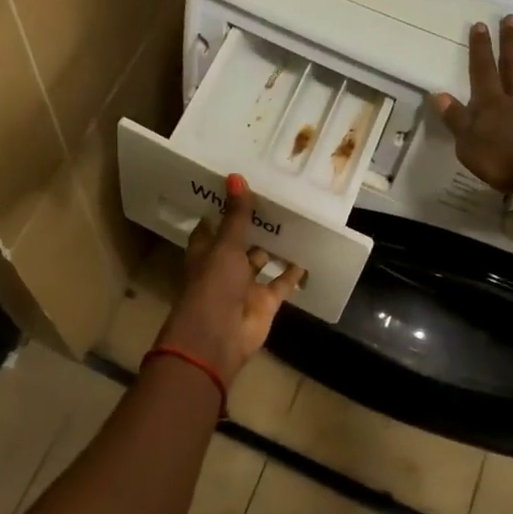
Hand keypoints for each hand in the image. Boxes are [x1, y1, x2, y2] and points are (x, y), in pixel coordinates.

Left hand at [156, 173, 306, 384]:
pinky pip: (281, 283)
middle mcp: (223, 267)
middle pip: (238, 242)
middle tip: (273, 198)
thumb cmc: (213, 285)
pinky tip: (307, 254)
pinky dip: (292, 272)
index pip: (211, 227)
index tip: (237, 188)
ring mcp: (245, 286)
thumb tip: (235, 176)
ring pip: (260, 261)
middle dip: (252, 226)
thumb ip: (235, 215)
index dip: (221, 210)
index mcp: (205, 251)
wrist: (218, 337)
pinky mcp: (265, 302)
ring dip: (272, 247)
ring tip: (293, 221)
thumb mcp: (225, 245)